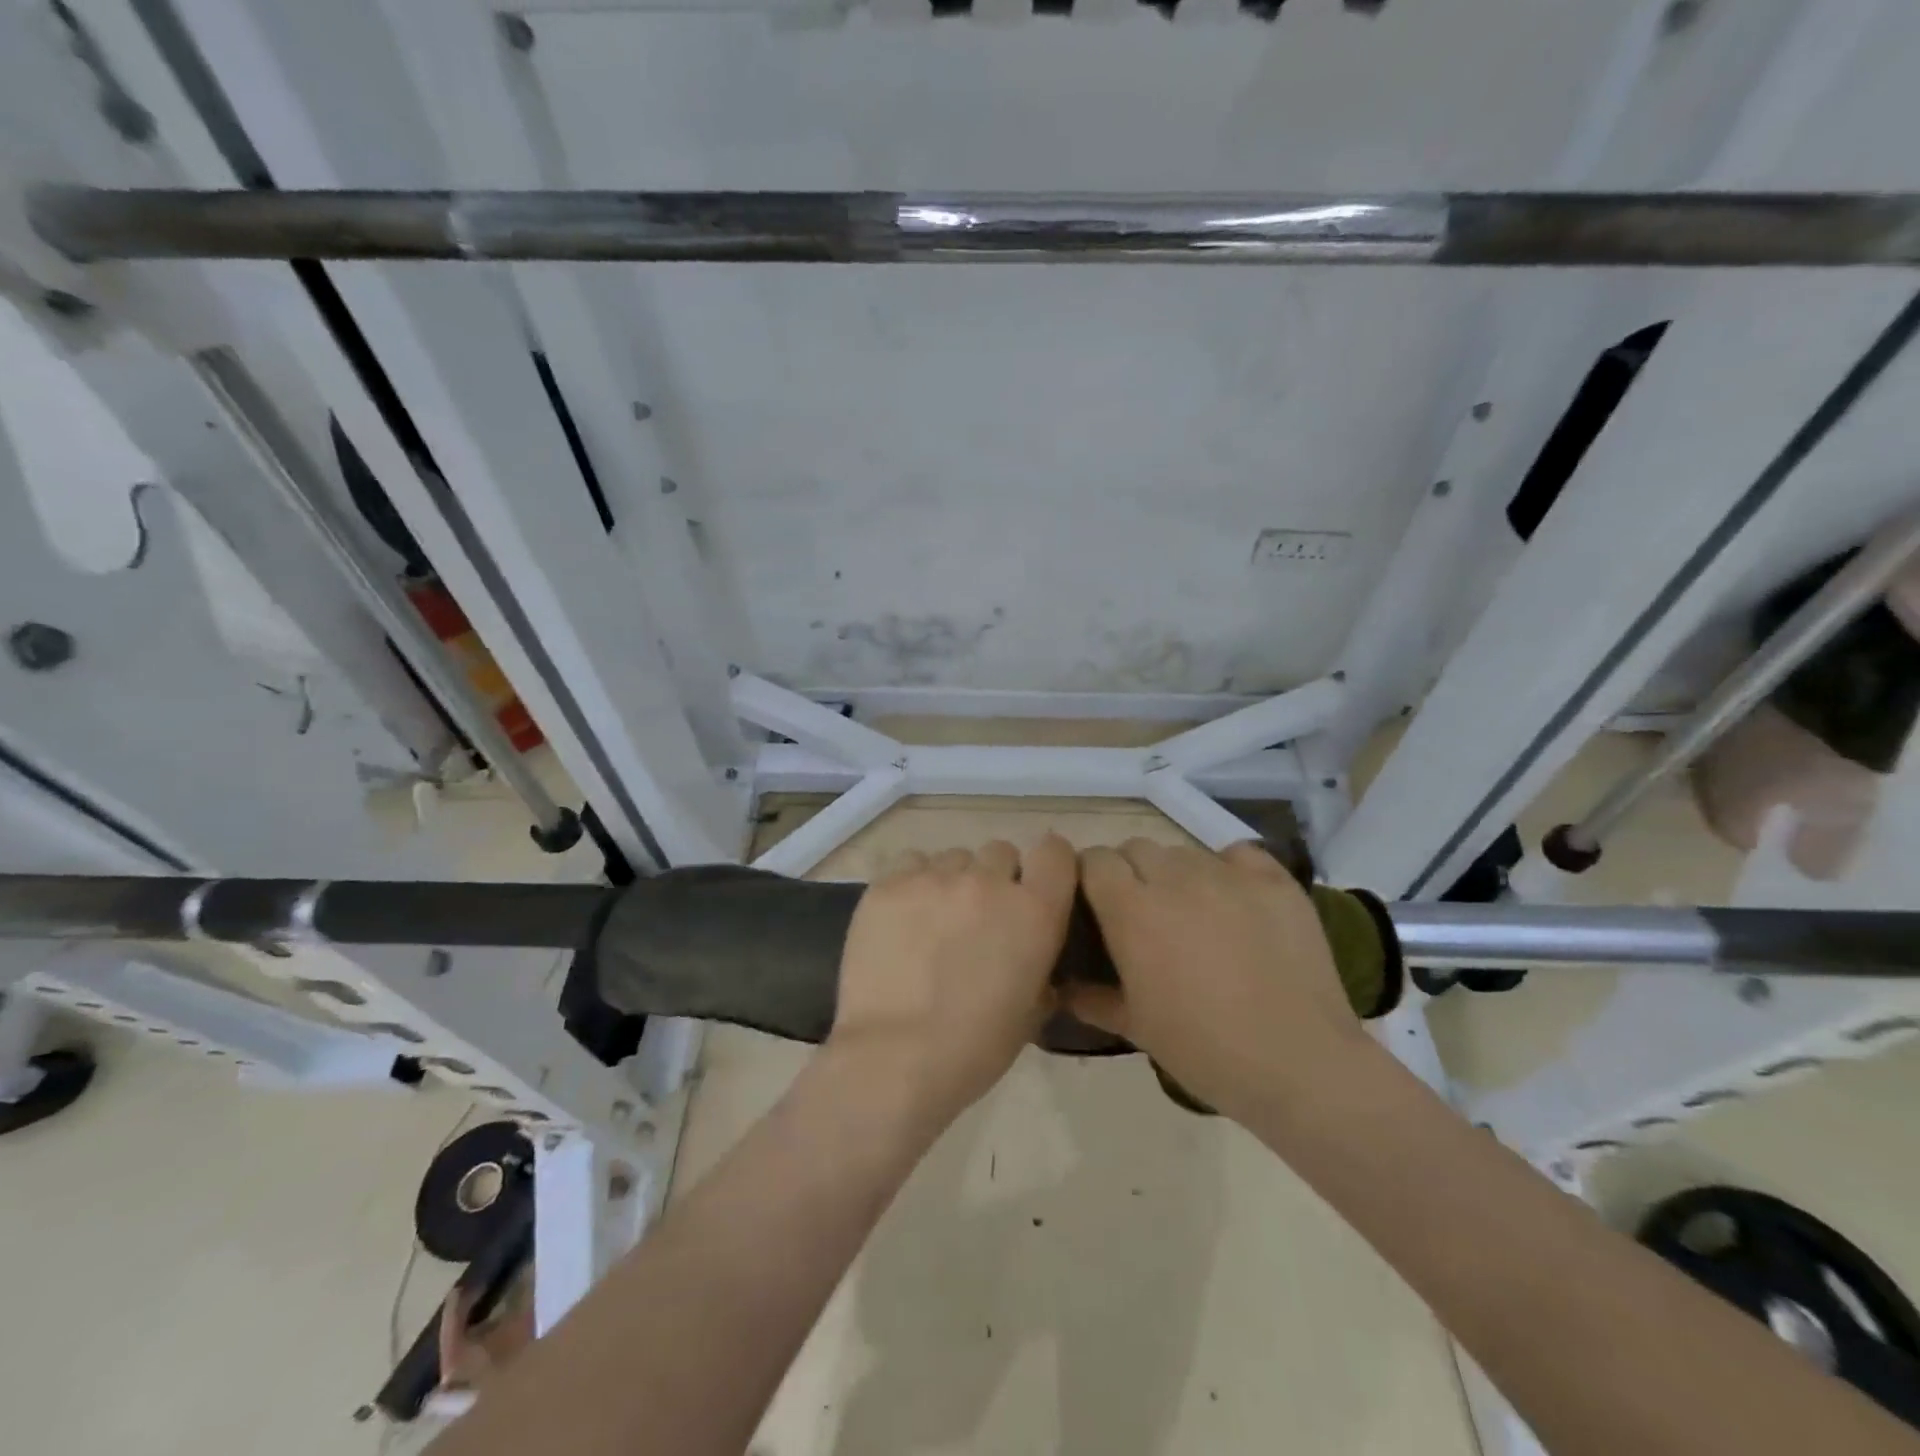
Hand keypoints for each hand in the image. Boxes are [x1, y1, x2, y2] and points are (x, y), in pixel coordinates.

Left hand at [828, 836, 1077, 1128]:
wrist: (894, 1058)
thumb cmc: (974, 1047)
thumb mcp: (1031, 1011)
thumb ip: (1040, 967)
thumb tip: (1031, 953)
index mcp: (1034, 910)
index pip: (1055, 851)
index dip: (1047, 865)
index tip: (1036, 886)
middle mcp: (988, 881)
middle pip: (1000, 852)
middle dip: (996, 877)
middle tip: (980, 916)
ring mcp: (934, 877)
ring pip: (954, 857)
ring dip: (954, 881)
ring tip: (936, 920)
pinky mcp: (888, 884)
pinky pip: (911, 863)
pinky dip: (914, 882)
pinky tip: (904, 917)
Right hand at [1065, 839, 1368, 1122]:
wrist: (1299, 1064)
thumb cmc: (1204, 1050)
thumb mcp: (1136, 1028)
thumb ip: (1093, 999)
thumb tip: (1063, 988)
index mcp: (1132, 910)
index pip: (1094, 860)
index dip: (1091, 877)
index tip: (1097, 904)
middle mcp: (1175, 878)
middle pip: (1136, 848)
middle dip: (1131, 873)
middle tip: (1145, 914)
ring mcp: (1228, 874)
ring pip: (1184, 852)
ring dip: (1177, 874)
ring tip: (1194, 913)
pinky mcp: (1274, 880)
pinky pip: (1238, 854)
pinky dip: (1228, 870)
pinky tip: (1236, 902)